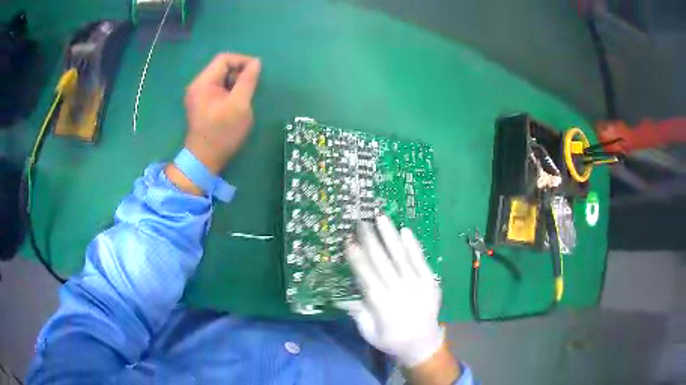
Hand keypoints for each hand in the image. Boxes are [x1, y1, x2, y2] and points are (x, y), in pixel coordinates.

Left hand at [183, 53, 260, 172]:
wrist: (205, 160)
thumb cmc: (222, 133)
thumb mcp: (239, 104)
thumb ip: (247, 80)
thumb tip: (256, 62)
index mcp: (203, 82)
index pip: (224, 59)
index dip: (242, 61)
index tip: (256, 72)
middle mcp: (198, 85)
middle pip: (222, 68)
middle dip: (239, 73)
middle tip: (251, 88)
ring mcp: (199, 95)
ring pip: (221, 79)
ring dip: (236, 84)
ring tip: (245, 97)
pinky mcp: (202, 104)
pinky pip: (218, 90)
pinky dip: (230, 92)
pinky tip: (237, 104)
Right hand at [337, 216, 444, 367]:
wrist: (423, 343)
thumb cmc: (391, 338)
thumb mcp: (368, 331)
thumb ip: (357, 312)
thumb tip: (340, 295)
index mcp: (381, 304)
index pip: (366, 276)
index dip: (357, 258)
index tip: (348, 241)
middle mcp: (399, 290)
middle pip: (382, 261)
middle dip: (370, 240)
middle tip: (361, 222)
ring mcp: (417, 284)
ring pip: (400, 256)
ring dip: (390, 236)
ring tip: (381, 217)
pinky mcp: (430, 281)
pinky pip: (420, 261)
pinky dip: (413, 246)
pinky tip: (405, 231)